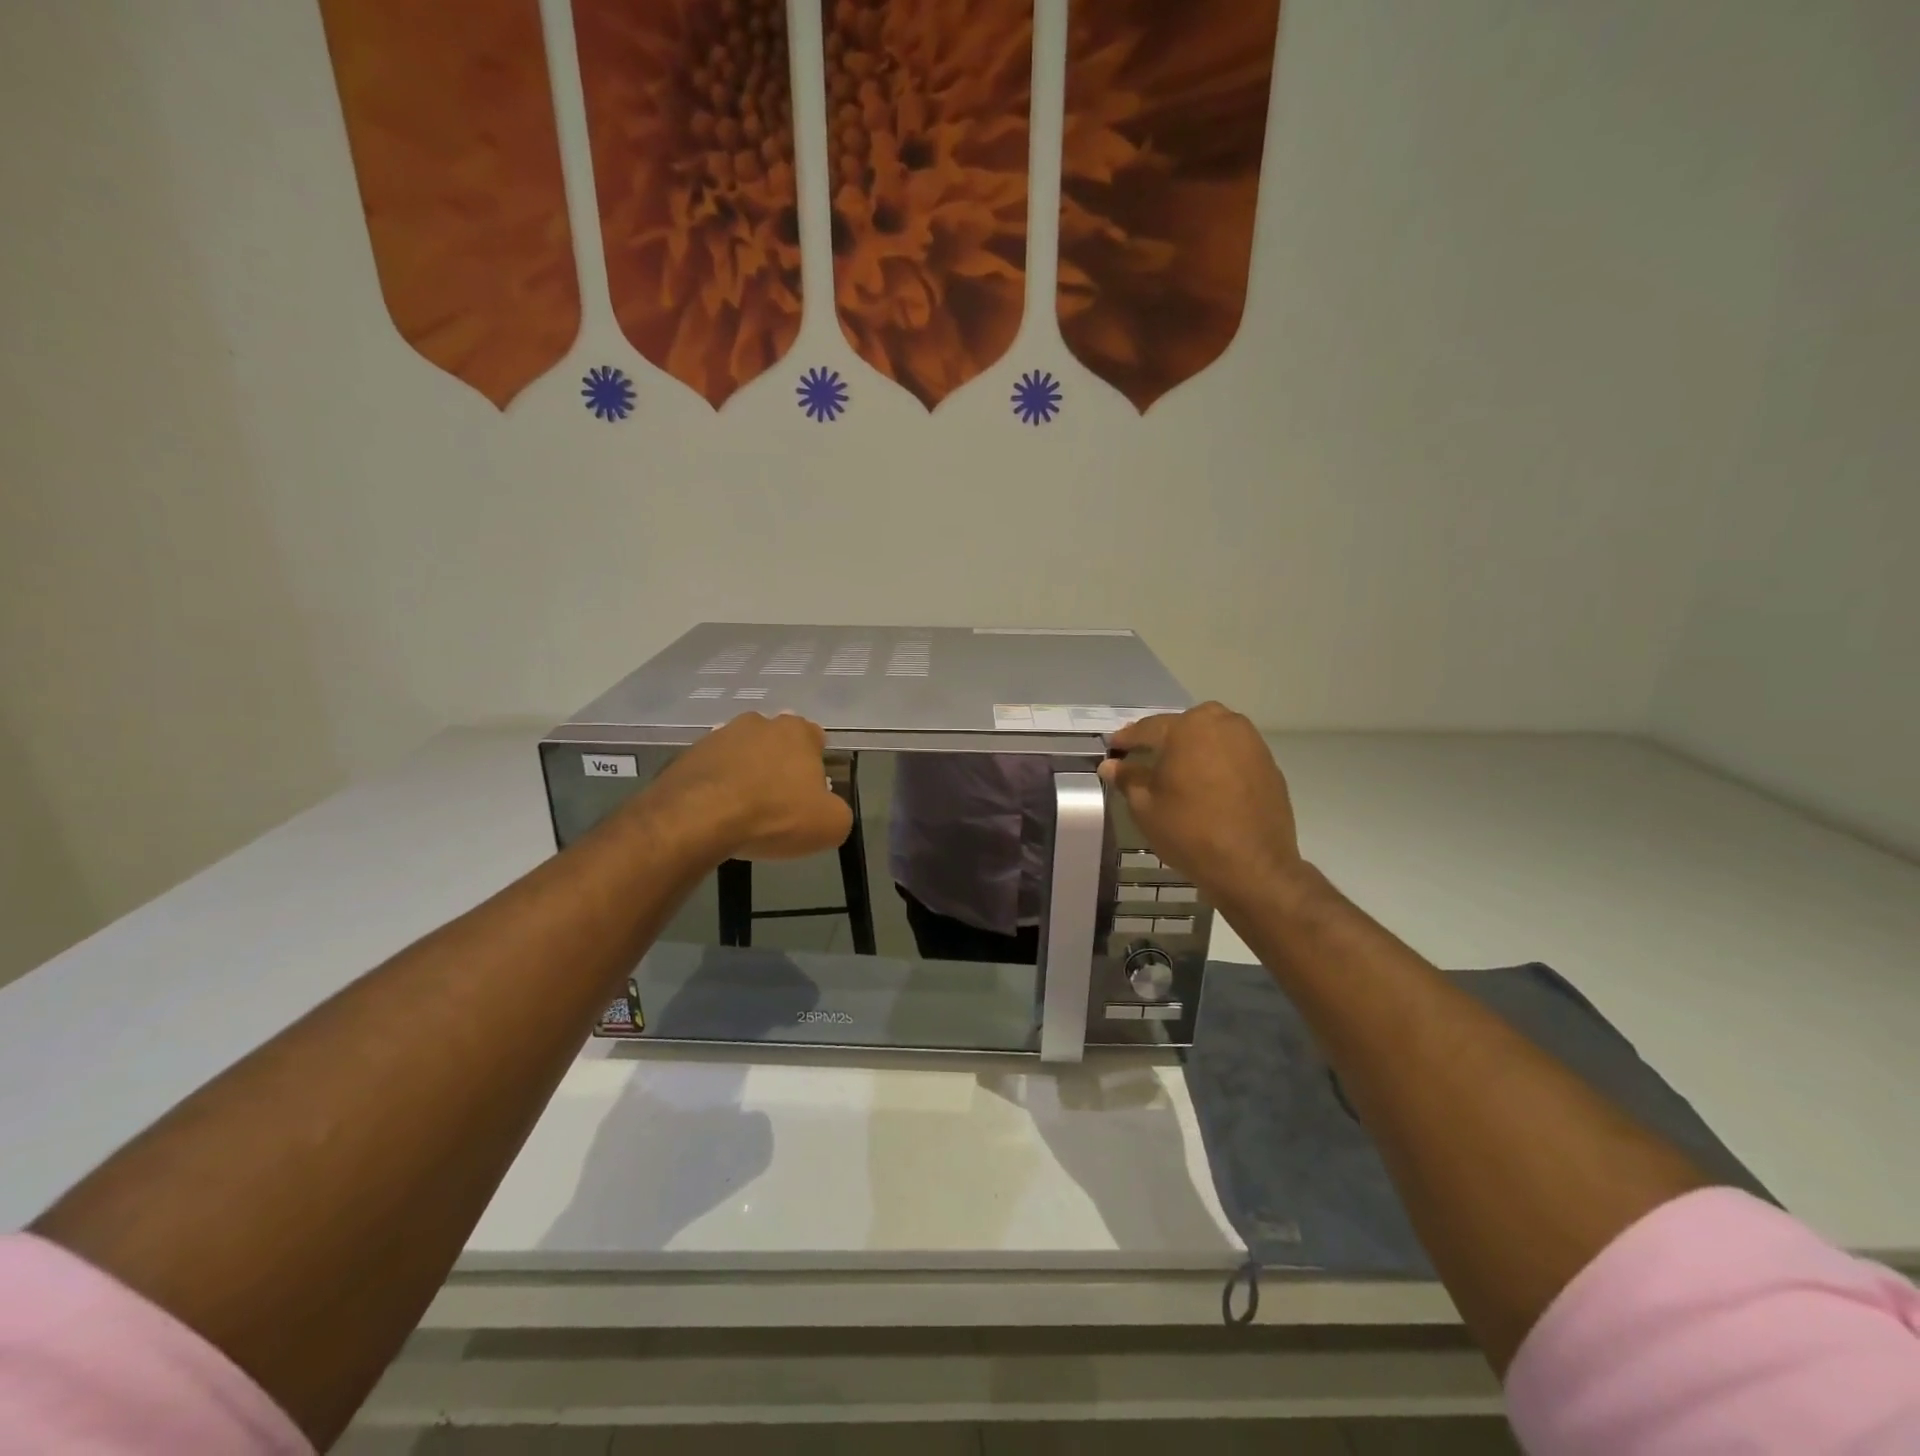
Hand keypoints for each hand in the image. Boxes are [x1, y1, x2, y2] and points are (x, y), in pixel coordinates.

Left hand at [648, 713, 852, 861]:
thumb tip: (829, 810)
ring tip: (745, 813)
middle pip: (777, 745)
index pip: (816, 740)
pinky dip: (718, 788)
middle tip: (780, 804)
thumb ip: (839, 812)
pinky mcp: (688, 756)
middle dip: (780, 768)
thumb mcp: (830, 825)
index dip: (816, 767)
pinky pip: (713, 771)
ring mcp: (719, 736)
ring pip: (743, 756)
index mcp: (797, 731)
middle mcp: (759, 723)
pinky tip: (718, 815)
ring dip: (747, 776)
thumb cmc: (774, 815)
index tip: (811, 795)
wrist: (697, 818)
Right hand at [1099, 703, 1303, 910]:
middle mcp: (1222, 725)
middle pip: (1185, 724)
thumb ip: (1128, 778)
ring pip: (1213, 734)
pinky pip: (1234, 752)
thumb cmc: (1190, 832)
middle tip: (1147, 755)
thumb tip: (1111, 765)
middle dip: (1165, 737)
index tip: (1113, 747)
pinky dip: (1218, 761)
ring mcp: (1251, 742)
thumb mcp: (1146, 807)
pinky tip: (1209, 783)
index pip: (1148, 728)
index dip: (1127, 739)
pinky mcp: (1269, 764)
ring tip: (1180, 768)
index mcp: (1187, 729)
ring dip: (1194, 746)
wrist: (1253, 866)